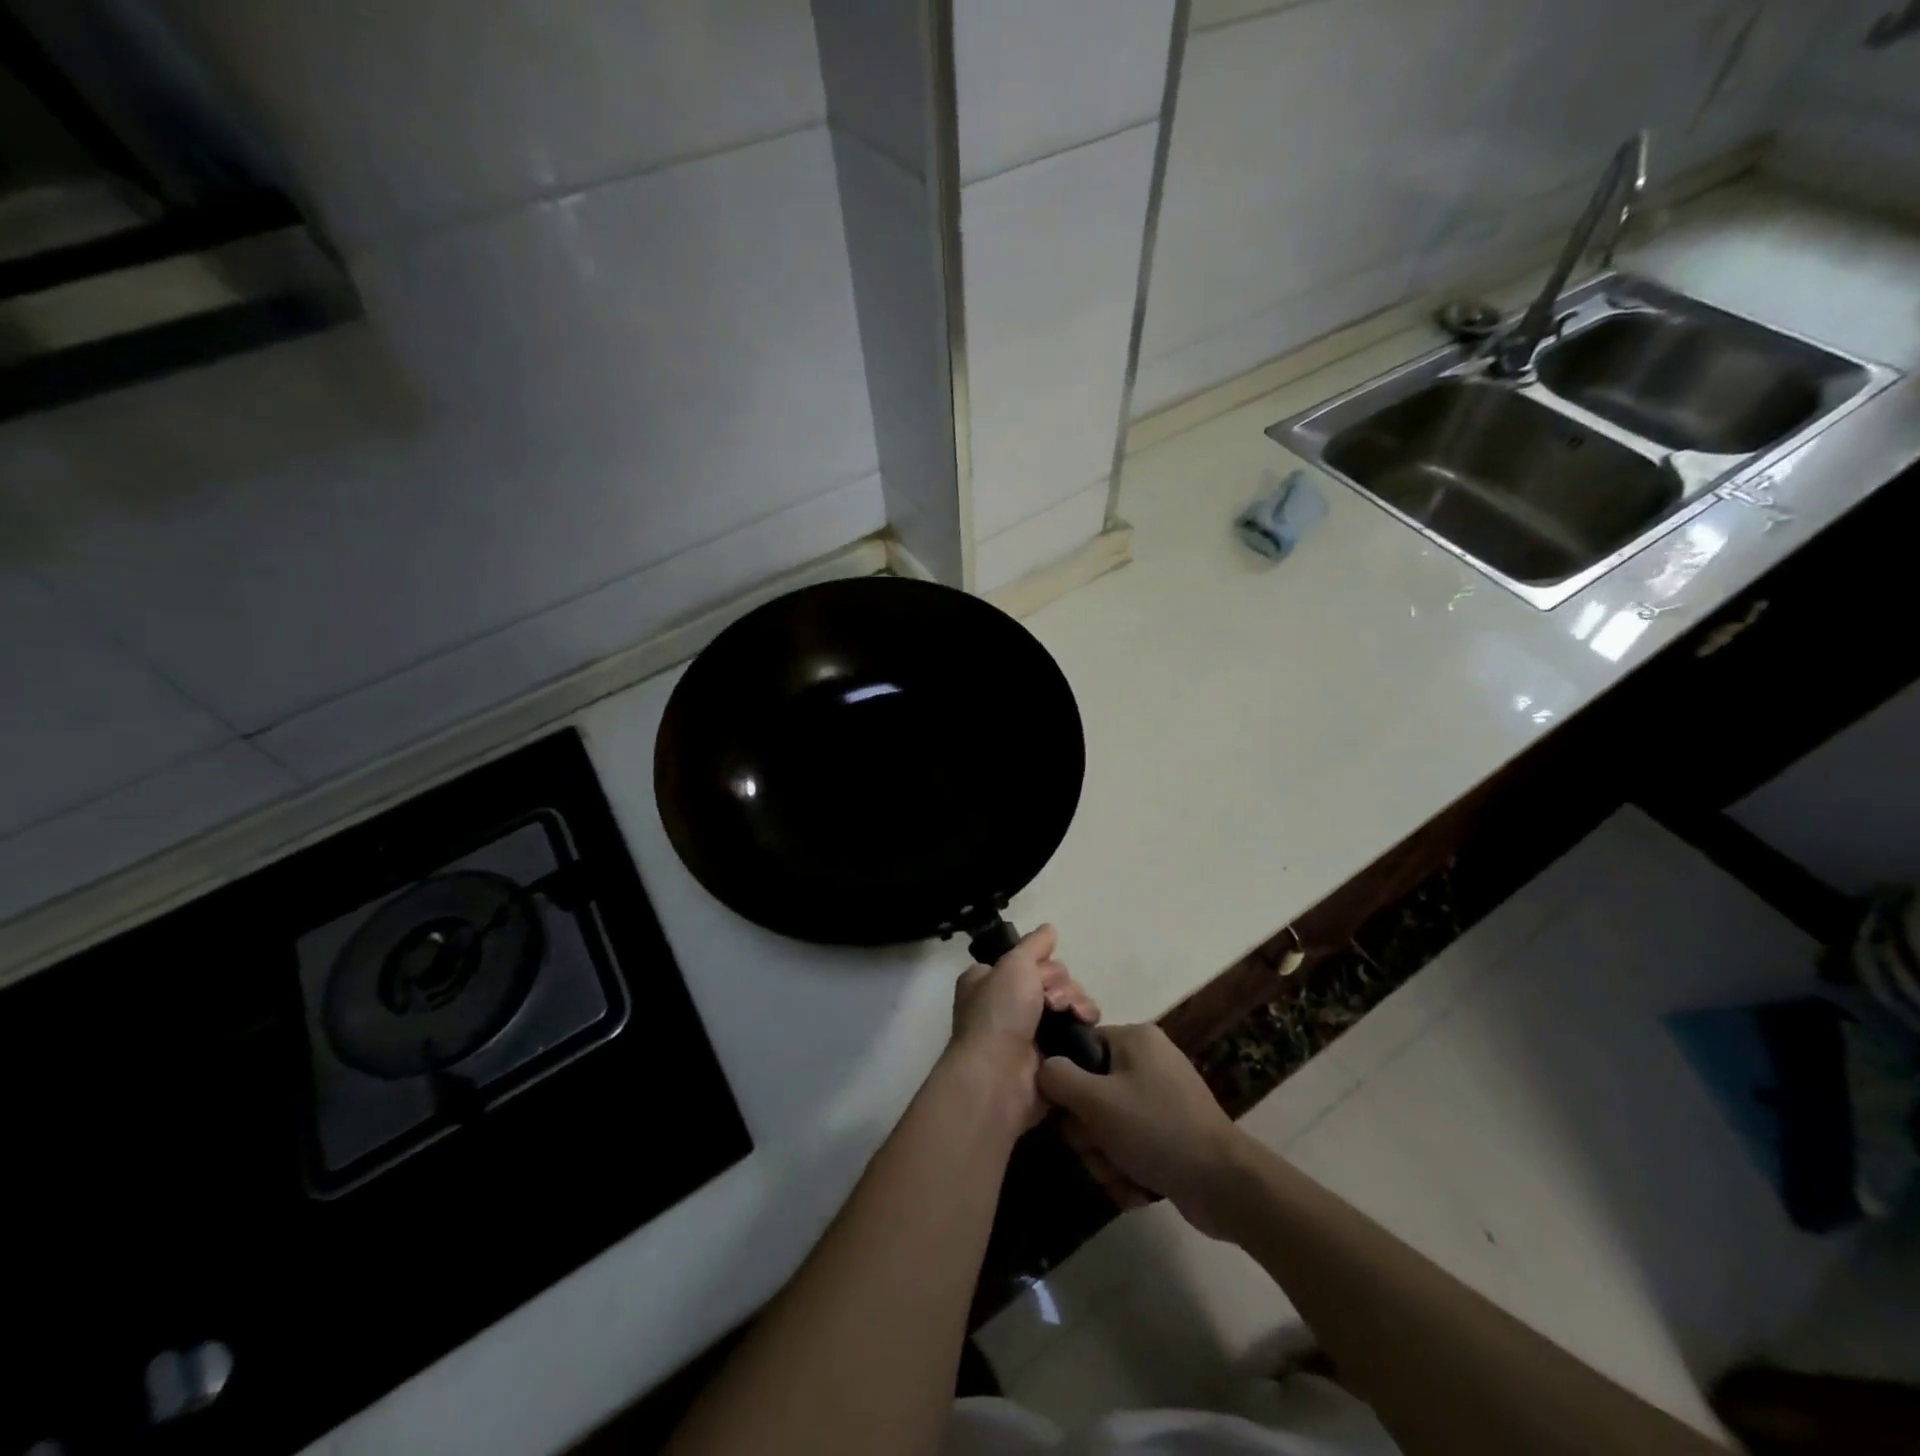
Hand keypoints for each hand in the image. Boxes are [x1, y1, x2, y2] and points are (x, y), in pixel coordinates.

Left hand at [950, 924, 1097, 1130]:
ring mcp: (1029, 1033)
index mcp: (989, 982)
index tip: (1041, 969)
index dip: (1040, 963)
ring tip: (1072, 1014)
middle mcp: (1007, 1006)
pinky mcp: (1051, 1056)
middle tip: (1051, 999)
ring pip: (1068, 1003)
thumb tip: (1049, 929)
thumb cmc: (998, 1013)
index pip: (1026, 961)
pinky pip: (1076, 1030)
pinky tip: (1086, 1024)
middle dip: (1060, 984)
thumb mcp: (1013, 964)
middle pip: (1052, 980)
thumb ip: (1034, 945)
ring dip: (1075, 1001)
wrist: (1000, 1077)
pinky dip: (1084, 1024)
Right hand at [1037, 1023, 1249, 1239]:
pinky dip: (1128, 1169)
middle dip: (1090, 1134)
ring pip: (1108, 1126)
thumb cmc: (1157, 1131)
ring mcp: (1161, 1099)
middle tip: (1099, 1151)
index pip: (1080, 1049)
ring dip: (1106, 1158)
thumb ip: (1059, 1079)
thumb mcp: (1098, 1102)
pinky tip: (1138, 1187)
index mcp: (1134, 1039)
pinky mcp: (1170, 1133)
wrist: (1225, 1186)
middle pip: (1091, 1093)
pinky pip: (1131, 1145)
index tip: (1070, 1115)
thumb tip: (1041, 1067)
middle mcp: (1148, 1062)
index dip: (1068, 1084)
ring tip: (1122, 1175)